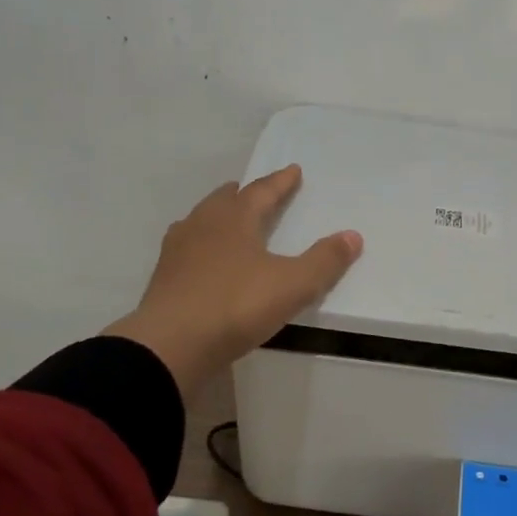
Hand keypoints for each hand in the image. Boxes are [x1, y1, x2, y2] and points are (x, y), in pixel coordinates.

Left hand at [104, 165, 361, 399]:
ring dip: (219, 216)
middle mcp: (203, 225)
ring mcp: (178, 250)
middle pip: (225, 200)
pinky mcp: (164, 277)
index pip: (262, 191)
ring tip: (230, 221)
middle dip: (245, 194)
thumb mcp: (292, 285)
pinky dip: (201, 244)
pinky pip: (187, 247)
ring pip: (201, 220)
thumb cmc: (236, 305)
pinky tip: (204, 259)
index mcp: (234, 218)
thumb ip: (324, 261)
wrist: (171, 345)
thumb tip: (353, 235)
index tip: (293, 171)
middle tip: (257, 192)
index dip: (280, 182)